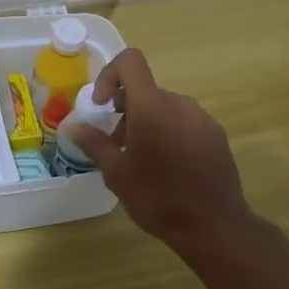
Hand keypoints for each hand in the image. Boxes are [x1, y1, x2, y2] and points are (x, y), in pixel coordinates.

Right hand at [68, 49, 251, 255]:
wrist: (213, 226)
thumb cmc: (157, 197)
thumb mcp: (116, 173)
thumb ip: (93, 143)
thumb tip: (72, 127)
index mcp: (152, 106)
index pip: (130, 62)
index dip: (110, 75)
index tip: (102, 106)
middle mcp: (179, 103)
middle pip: (146, 90)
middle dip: (126, 110)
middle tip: (117, 145)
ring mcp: (202, 118)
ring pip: (165, 108)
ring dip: (147, 123)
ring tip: (142, 161)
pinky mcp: (216, 135)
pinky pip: (185, 122)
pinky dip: (169, 133)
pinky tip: (168, 168)